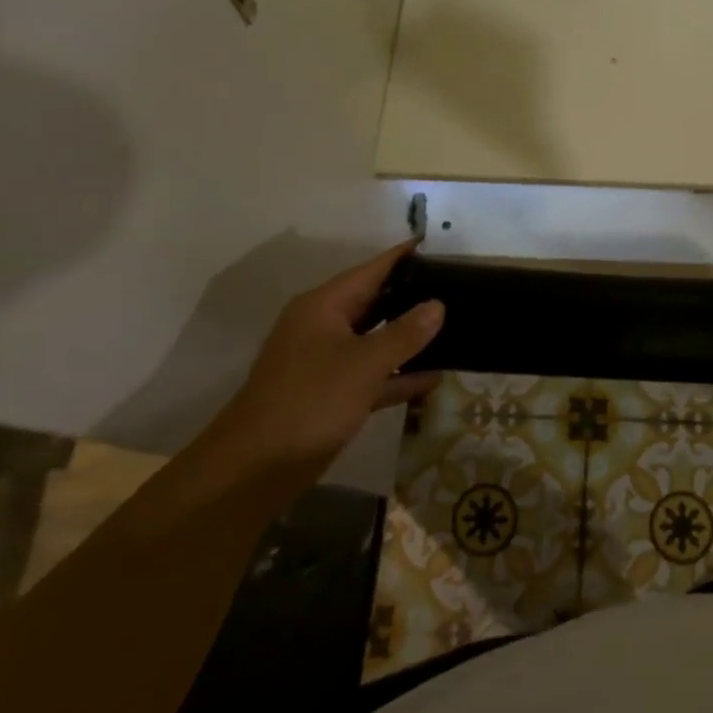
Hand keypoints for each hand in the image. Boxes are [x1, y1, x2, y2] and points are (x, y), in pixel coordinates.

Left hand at [203, 243, 443, 472]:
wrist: (255, 469)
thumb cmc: (310, 402)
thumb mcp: (364, 364)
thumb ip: (404, 333)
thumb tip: (438, 304)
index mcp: (324, 306)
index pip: (371, 270)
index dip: (403, 256)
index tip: (437, 243)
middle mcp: (324, 327)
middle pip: (375, 302)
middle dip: (412, 295)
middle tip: (456, 287)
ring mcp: (327, 362)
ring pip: (376, 340)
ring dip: (409, 338)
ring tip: (454, 327)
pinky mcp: (332, 395)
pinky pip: (373, 375)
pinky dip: (399, 375)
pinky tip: (434, 377)